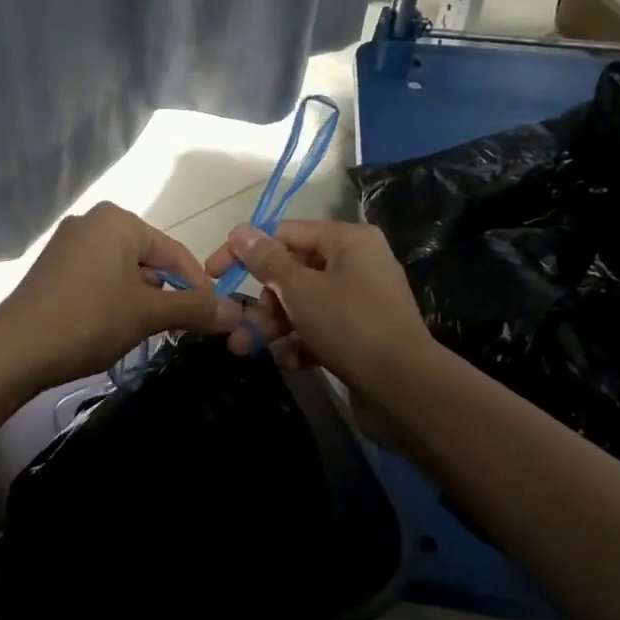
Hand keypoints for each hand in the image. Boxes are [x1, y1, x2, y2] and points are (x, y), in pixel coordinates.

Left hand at [0, 202, 242, 392]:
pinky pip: (100, 278)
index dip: (199, 286)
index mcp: (117, 220)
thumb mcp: (147, 314)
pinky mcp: (53, 269)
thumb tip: (238, 313)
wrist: (14, 351)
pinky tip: (118, 327)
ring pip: (124, 271)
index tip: (217, 316)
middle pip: (149, 259)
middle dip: (169, 294)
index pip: (174, 251)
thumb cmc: (89, 320)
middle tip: (185, 329)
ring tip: (152, 332)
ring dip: (143, 300)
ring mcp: (68, 244)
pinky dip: (116, 300)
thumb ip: (195, 308)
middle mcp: (92, 222)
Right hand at [203, 219, 433, 396]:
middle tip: (237, 327)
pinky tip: (288, 361)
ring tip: (246, 349)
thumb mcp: (300, 289)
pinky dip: (300, 342)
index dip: (246, 251)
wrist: (405, 389)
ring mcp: (361, 301)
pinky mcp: (362, 335)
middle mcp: (357, 264)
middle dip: (261, 301)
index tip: (214, 274)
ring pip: (303, 304)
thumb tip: (240, 231)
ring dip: (273, 325)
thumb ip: (266, 260)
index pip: (284, 233)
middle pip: (293, 272)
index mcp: (347, 240)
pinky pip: (321, 330)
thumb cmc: (349, 325)